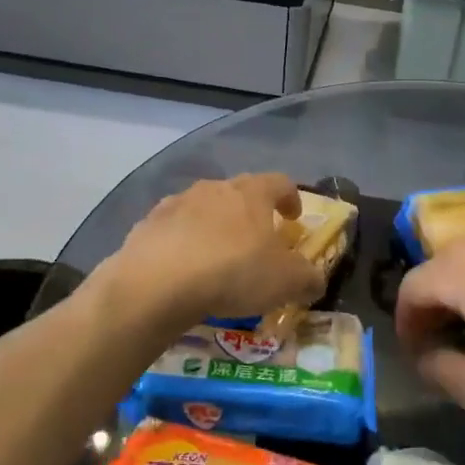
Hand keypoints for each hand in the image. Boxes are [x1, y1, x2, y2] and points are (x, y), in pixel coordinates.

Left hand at [102, 174, 324, 331]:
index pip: (280, 182)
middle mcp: (215, 188)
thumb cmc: (232, 272)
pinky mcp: (148, 224)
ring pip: (204, 209)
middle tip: (258, 240)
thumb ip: (308, 278)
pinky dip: (183, 243)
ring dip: (215, 227)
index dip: (290, 198)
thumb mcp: (285, 282)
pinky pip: (174, 230)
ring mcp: (177, 203)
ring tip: (218, 258)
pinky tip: (184, 269)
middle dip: (251, 213)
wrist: (156, 282)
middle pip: (239, 193)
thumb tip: (316, 280)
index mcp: (252, 193)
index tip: (294, 217)